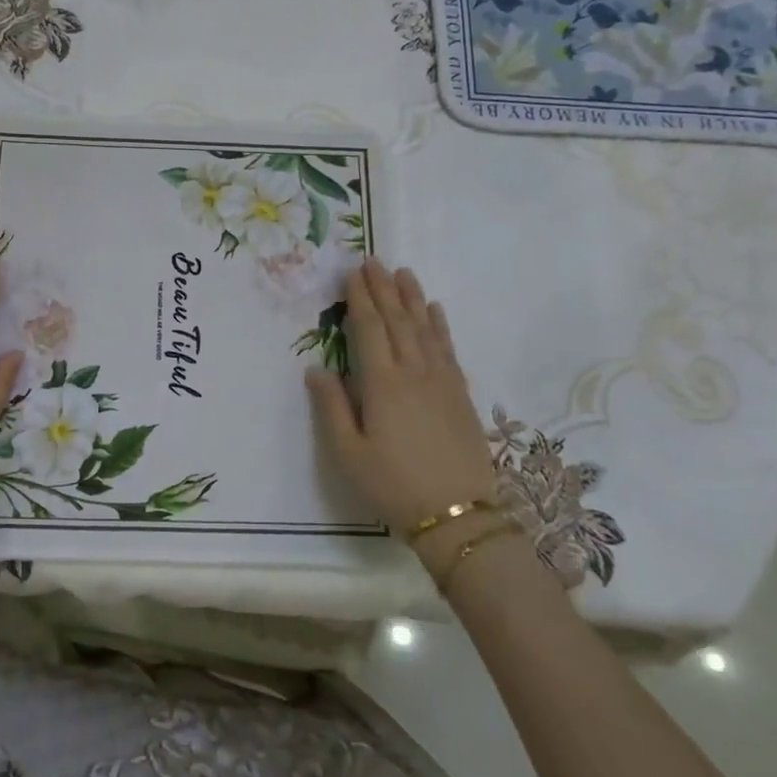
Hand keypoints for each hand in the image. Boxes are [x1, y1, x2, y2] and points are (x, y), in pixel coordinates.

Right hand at [306, 258, 498, 546]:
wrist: (459, 515)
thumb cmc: (393, 485)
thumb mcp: (348, 453)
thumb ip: (332, 407)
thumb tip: (317, 369)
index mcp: (383, 384)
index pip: (370, 329)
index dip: (360, 299)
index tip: (352, 273)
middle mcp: (414, 372)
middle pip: (398, 321)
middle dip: (384, 289)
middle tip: (373, 261)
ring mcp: (442, 381)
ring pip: (425, 328)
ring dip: (412, 298)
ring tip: (403, 273)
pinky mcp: (460, 394)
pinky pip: (448, 348)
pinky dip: (440, 325)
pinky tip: (435, 311)